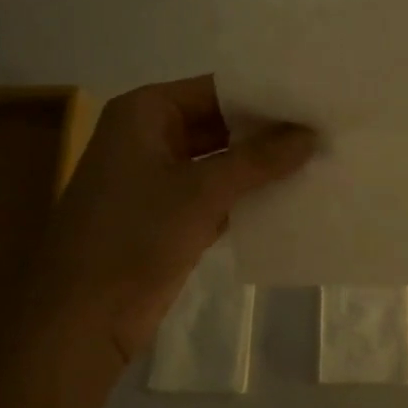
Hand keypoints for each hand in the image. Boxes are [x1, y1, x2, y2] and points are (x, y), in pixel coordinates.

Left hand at [31, 76, 314, 360]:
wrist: (82, 318)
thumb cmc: (134, 235)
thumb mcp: (201, 191)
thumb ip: (260, 159)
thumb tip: (313, 133)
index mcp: (145, 112)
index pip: (216, 89)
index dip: (265, 94)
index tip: (315, 98)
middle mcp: (151, 136)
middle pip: (220, 123)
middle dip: (268, 131)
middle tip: (325, 128)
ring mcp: (160, 178)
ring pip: (222, 161)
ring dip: (262, 165)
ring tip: (320, 157)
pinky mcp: (171, 216)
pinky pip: (218, 194)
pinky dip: (248, 195)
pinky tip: (293, 196)